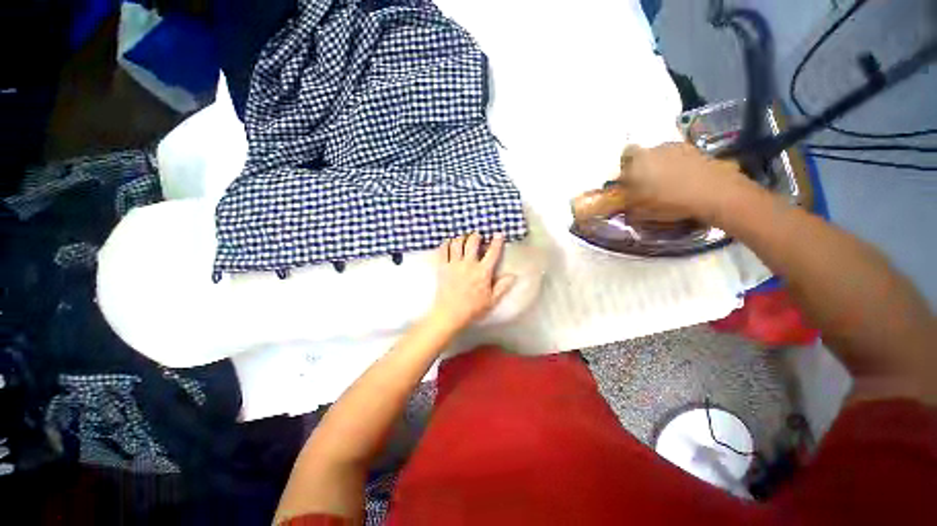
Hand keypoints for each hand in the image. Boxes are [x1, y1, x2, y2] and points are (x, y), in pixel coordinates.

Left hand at [429, 233, 515, 331]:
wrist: (450, 314)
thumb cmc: (473, 309)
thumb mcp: (492, 300)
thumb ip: (502, 287)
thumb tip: (513, 276)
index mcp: (483, 272)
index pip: (492, 252)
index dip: (496, 241)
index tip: (498, 234)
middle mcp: (469, 264)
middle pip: (472, 242)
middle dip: (476, 236)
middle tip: (477, 236)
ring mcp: (454, 264)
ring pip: (457, 243)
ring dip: (461, 238)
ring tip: (463, 238)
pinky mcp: (442, 267)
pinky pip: (443, 250)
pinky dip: (446, 244)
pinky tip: (448, 243)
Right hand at [615, 143, 754, 222]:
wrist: (714, 193)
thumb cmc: (669, 201)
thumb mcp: (640, 210)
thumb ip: (627, 203)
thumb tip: (623, 200)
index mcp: (637, 161)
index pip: (625, 154)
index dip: (625, 166)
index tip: (628, 179)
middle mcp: (655, 148)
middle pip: (644, 154)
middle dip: (643, 166)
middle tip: (646, 184)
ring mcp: (677, 147)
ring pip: (662, 155)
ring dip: (661, 166)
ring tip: (667, 184)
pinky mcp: (696, 150)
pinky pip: (679, 157)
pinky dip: (678, 166)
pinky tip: (683, 181)